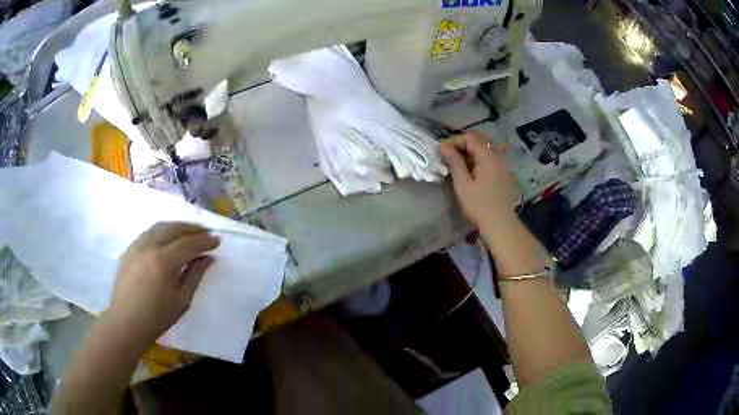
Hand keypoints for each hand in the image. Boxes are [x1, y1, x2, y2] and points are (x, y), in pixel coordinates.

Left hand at [108, 222, 219, 345]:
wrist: (127, 322)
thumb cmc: (157, 317)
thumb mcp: (182, 300)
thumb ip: (195, 275)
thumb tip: (208, 258)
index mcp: (164, 261)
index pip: (189, 243)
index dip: (205, 241)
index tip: (217, 241)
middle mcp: (150, 246)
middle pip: (175, 229)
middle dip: (193, 229)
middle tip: (207, 232)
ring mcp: (137, 245)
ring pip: (160, 226)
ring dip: (178, 226)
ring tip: (189, 231)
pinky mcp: (129, 249)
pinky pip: (148, 232)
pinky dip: (162, 230)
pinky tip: (168, 237)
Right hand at [440, 132, 518, 228]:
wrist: (500, 225)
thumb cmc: (479, 206)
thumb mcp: (463, 184)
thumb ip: (454, 162)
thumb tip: (443, 145)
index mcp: (489, 157)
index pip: (470, 137)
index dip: (455, 141)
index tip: (442, 152)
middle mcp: (498, 156)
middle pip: (480, 140)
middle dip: (463, 144)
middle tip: (449, 156)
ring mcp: (503, 164)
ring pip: (485, 148)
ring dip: (470, 151)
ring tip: (458, 163)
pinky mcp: (503, 172)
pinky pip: (490, 157)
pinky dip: (478, 158)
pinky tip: (470, 170)